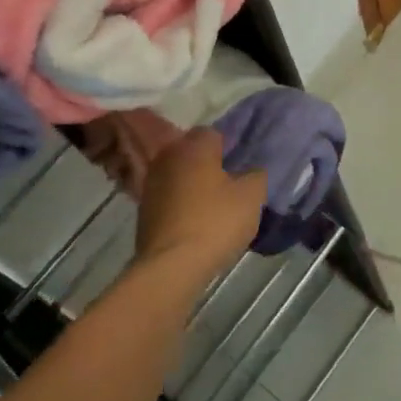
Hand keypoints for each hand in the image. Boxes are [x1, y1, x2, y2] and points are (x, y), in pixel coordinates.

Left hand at [131, 111, 266, 288]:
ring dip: (193, 186)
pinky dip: (180, 205)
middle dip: (209, 165)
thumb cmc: (215, 222)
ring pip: (179, 176)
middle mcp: (169, 156)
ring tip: (212, 208)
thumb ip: (256, 175)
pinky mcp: (143, 210)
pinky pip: (169, 198)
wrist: (170, 267)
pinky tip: (194, 224)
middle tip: (230, 186)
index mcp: (195, 146)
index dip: (230, 148)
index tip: (241, 167)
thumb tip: (252, 171)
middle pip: (193, 153)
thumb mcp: (251, 197)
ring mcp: (151, 183)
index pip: (214, 133)